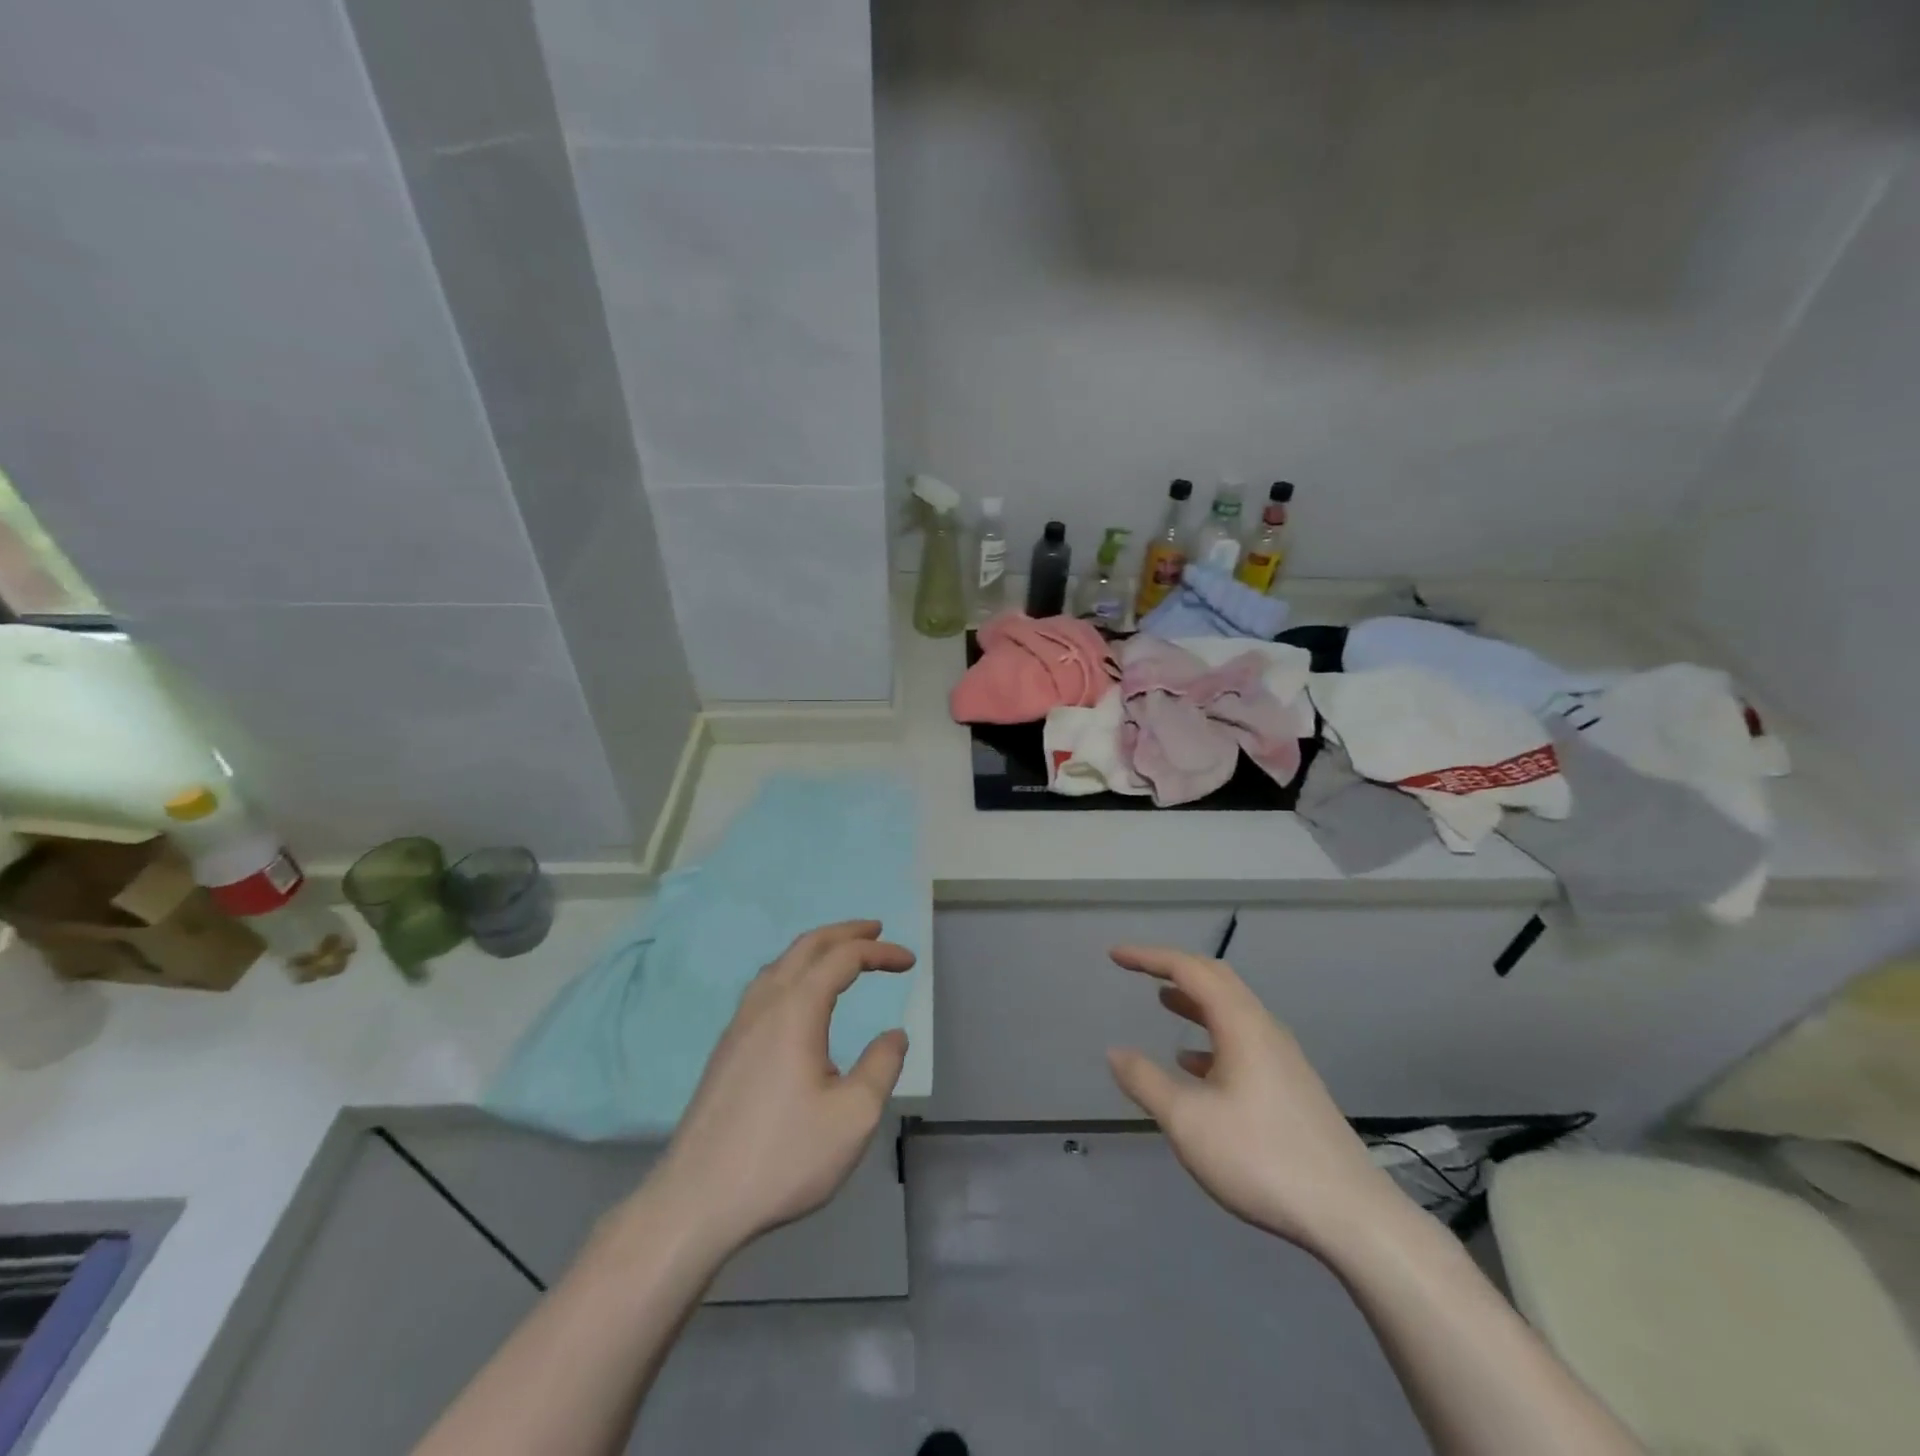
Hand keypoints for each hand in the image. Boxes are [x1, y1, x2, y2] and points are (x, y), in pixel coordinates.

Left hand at [650, 920, 914, 1256]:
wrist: (696, 1201)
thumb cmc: (783, 1157)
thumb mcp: (853, 1117)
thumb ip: (881, 1067)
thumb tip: (893, 1035)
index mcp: (796, 1010)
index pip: (843, 958)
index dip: (880, 952)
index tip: (909, 962)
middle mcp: (764, 1005)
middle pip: (806, 947)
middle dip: (844, 933)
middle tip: (876, 931)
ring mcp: (738, 1026)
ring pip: (780, 965)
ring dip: (815, 950)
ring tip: (841, 956)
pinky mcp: (726, 1050)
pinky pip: (764, 988)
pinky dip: (794, 973)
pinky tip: (799, 1001)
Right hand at [1105, 945, 1402, 1255]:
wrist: (1351, 1216)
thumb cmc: (1262, 1159)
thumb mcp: (1188, 1122)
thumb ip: (1146, 1082)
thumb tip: (1114, 1051)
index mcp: (1241, 1024)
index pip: (1189, 969)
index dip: (1149, 956)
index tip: (1115, 955)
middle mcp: (1265, 1029)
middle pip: (1216, 979)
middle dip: (1174, 969)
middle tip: (1138, 969)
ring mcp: (1283, 1058)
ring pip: (1232, 1010)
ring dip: (1194, 1001)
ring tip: (1162, 1002)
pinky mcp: (1291, 1086)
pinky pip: (1243, 1040)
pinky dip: (1211, 1037)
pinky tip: (1194, 1066)